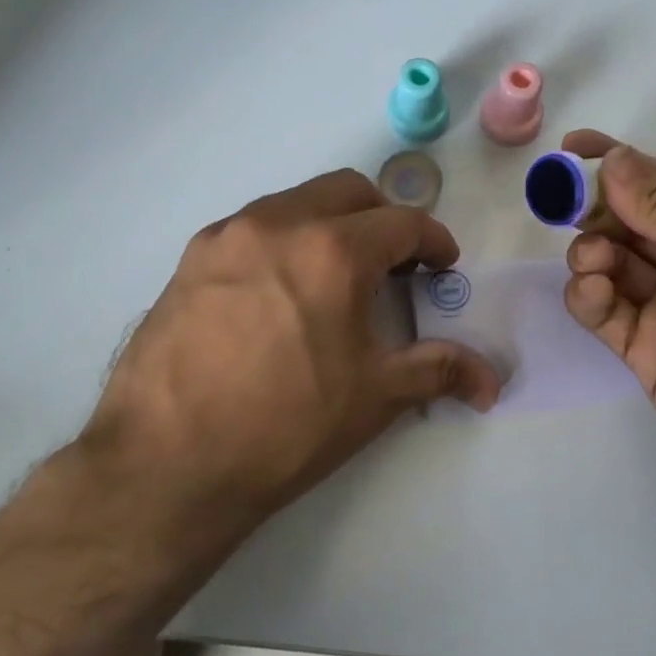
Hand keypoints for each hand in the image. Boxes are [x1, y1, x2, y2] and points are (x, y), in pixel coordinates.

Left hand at [79, 169, 499, 544]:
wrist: (165, 464)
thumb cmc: (285, 428)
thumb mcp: (374, 397)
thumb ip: (438, 370)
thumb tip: (490, 379)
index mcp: (333, 250)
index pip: (403, 223)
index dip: (434, 243)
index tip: (443, 268)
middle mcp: (279, 223)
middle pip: (349, 191)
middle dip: (383, 219)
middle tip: (394, 265)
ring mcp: (227, 235)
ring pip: (296, 202)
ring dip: (329, 225)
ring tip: (335, 278)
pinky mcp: (190, 258)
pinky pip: (252, 228)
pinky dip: (283, 240)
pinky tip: (280, 293)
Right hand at [559, 130, 655, 516]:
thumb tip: (612, 160)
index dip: (615, 162)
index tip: (569, 150)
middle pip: (627, 221)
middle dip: (594, 209)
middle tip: (564, 207)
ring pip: (609, 264)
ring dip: (590, 252)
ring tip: (592, 261)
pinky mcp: (644, 351)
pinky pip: (603, 312)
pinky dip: (588, 297)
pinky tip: (592, 293)